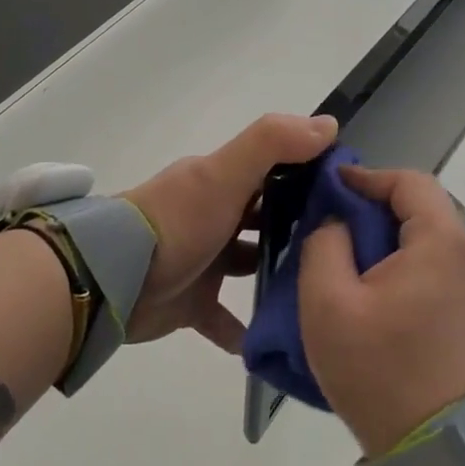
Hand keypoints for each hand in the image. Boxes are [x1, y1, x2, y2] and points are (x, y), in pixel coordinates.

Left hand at [121, 113, 337, 350]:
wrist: (113, 280)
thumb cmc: (176, 222)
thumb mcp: (223, 174)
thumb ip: (272, 144)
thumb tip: (329, 124)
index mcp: (222, 181)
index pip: (275, 169)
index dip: (311, 175)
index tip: (352, 194)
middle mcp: (215, 216)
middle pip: (266, 218)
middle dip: (300, 229)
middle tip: (347, 250)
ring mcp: (203, 260)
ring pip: (249, 265)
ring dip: (278, 276)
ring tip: (322, 292)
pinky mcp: (192, 303)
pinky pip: (225, 318)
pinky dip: (244, 330)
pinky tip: (276, 341)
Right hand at [298, 165, 464, 456]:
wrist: (428, 437)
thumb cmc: (375, 367)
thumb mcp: (328, 301)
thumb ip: (325, 242)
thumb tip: (337, 219)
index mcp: (440, 241)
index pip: (408, 181)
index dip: (366, 177)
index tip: (329, 189)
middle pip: (419, 200)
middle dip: (373, 200)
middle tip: (331, 216)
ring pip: (424, 226)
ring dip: (384, 226)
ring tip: (343, 243)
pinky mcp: (462, 298)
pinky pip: (430, 253)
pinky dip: (398, 249)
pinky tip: (367, 272)